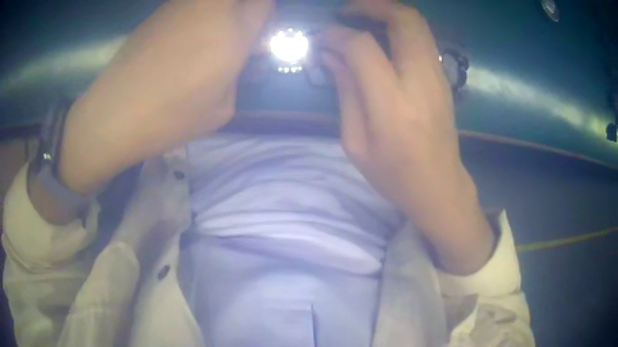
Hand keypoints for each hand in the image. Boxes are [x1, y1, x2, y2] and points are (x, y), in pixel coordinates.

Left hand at [59, 0, 273, 194]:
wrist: (115, 113)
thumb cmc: (170, 118)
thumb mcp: (221, 110)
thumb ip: (236, 76)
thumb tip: (237, 59)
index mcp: (233, 32)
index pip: (265, 2)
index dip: (264, 11)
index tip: (258, 27)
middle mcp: (210, 9)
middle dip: (244, 8)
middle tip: (236, 28)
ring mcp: (181, 6)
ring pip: (209, 1)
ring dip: (215, 12)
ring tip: (205, 37)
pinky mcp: (159, 11)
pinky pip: (187, 5)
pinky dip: (194, 14)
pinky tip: (181, 39)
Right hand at [322, 1, 493, 274]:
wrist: (440, 187)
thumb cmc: (395, 176)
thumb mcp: (357, 143)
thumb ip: (345, 92)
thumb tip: (330, 55)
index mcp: (393, 105)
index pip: (363, 48)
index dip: (337, 35)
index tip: (321, 37)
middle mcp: (421, 81)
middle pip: (404, 20)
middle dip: (372, 6)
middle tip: (345, 11)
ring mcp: (438, 77)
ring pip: (417, 24)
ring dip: (387, 12)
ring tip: (360, 18)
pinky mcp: (443, 78)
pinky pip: (422, 38)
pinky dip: (399, 27)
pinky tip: (380, 37)